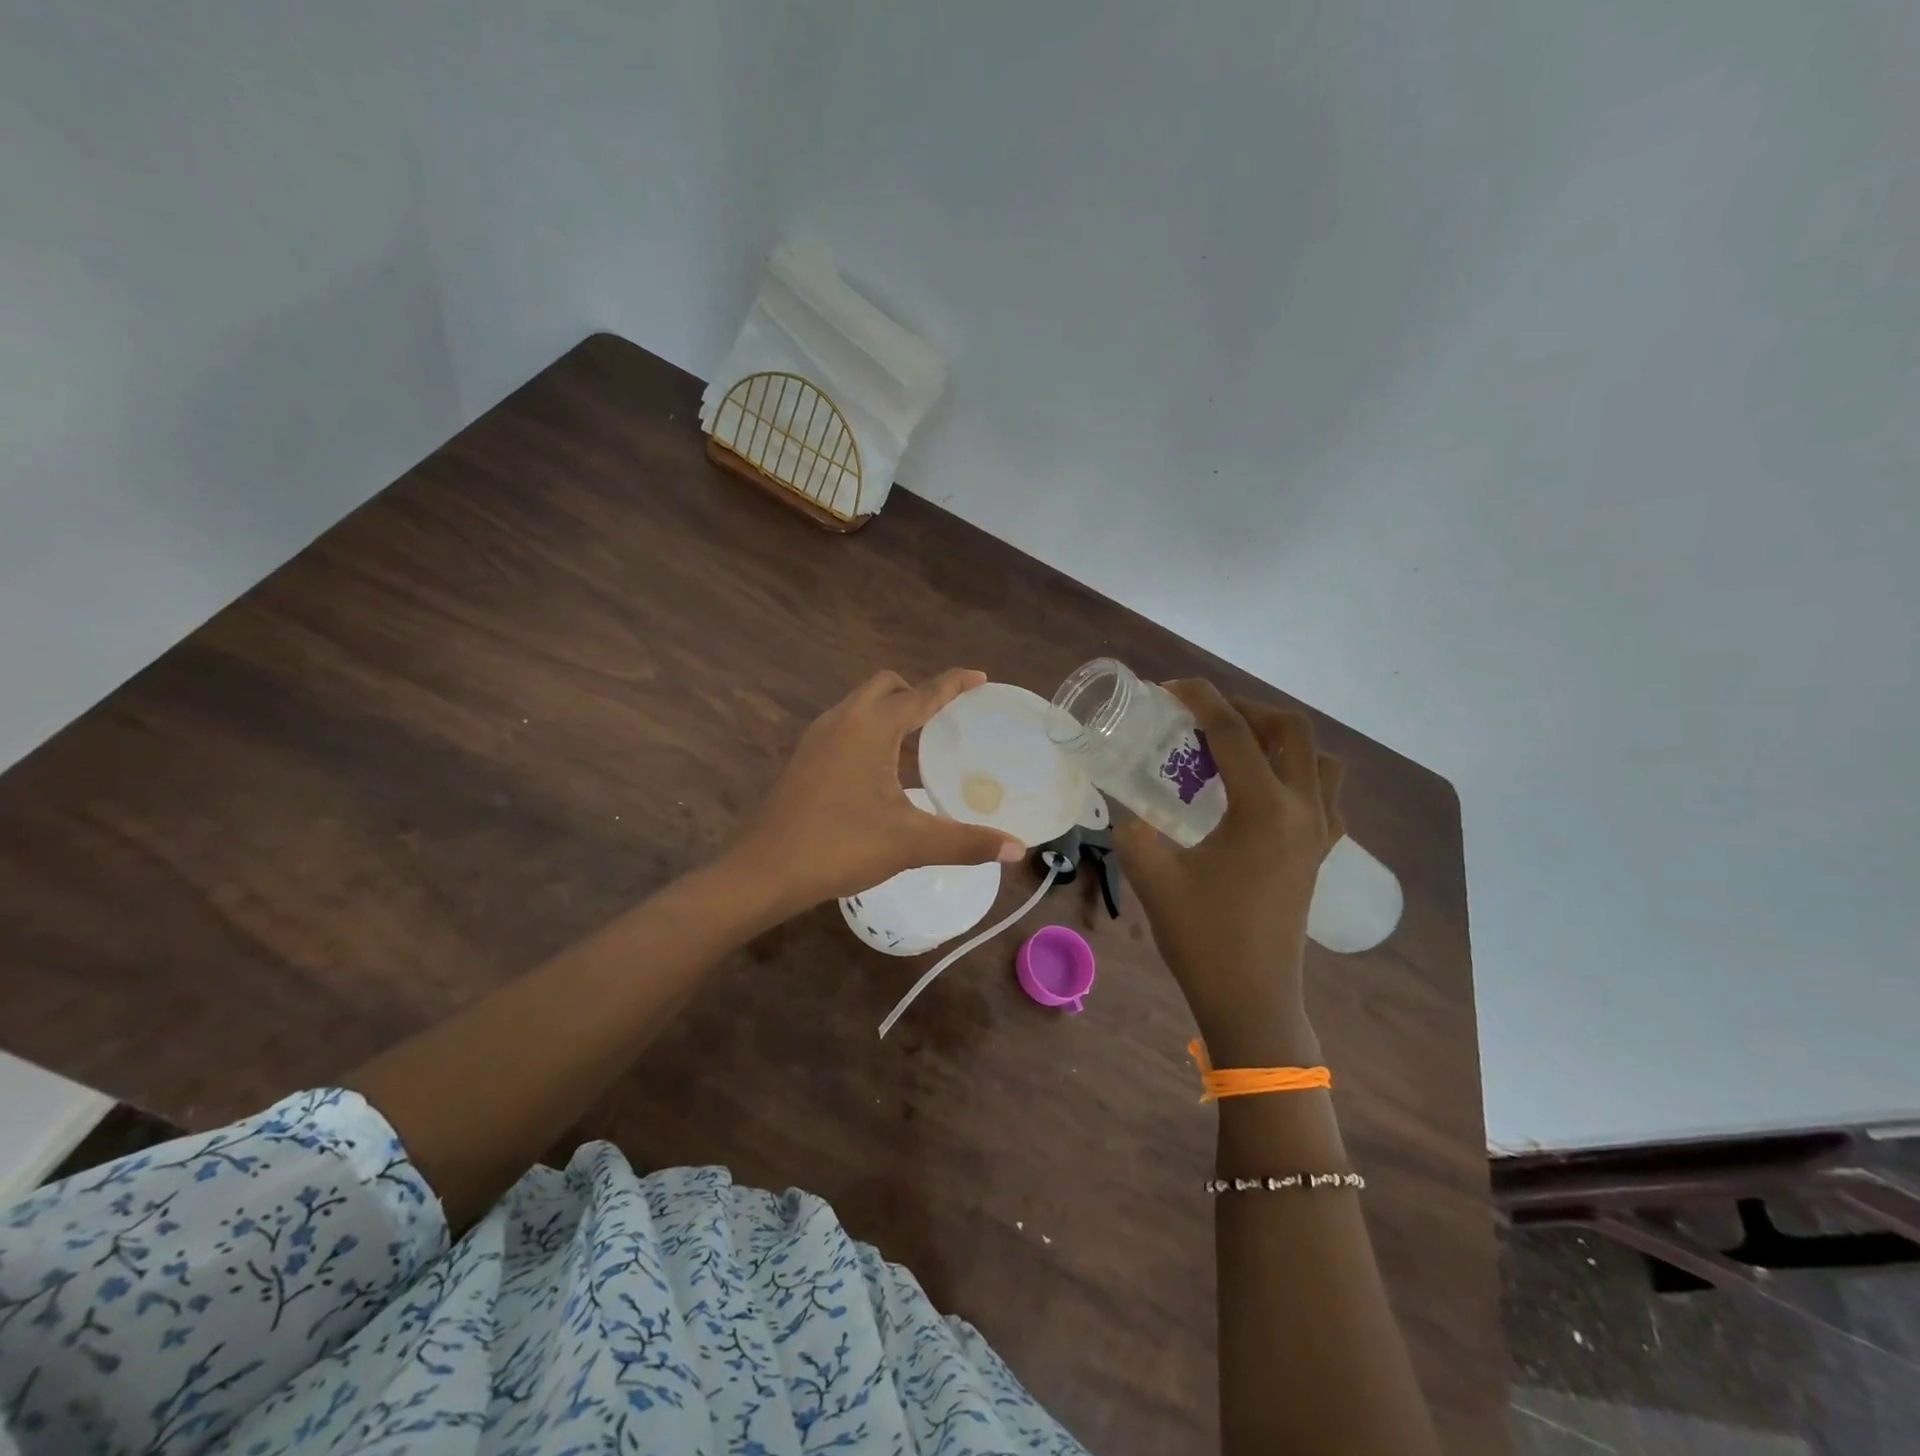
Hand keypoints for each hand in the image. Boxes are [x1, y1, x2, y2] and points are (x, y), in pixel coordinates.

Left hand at [726, 669, 1023, 912]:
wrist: (763, 871)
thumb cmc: (840, 846)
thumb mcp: (910, 844)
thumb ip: (967, 842)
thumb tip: (1017, 848)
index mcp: (871, 727)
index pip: (922, 694)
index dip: (953, 684)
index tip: (979, 677)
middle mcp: (842, 720)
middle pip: (885, 686)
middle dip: (917, 692)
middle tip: (945, 717)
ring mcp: (816, 738)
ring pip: (860, 705)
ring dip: (890, 711)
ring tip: (917, 741)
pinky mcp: (803, 758)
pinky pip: (845, 726)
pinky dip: (870, 731)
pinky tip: (879, 770)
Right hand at [1114, 681, 1344, 1064]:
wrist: (1252, 999)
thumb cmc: (1203, 938)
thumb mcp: (1153, 877)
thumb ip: (1135, 833)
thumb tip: (1131, 815)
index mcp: (1263, 810)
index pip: (1234, 733)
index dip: (1201, 700)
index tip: (1170, 688)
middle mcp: (1302, 811)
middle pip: (1291, 730)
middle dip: (1246, 710)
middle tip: (1203, 719)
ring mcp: (1318, 833)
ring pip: (1318, 759)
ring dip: (1279, 739)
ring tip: (1236, 749)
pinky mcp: (1320, 854)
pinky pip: (1324, 793)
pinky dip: (1297, 774)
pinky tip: (1260, 791)